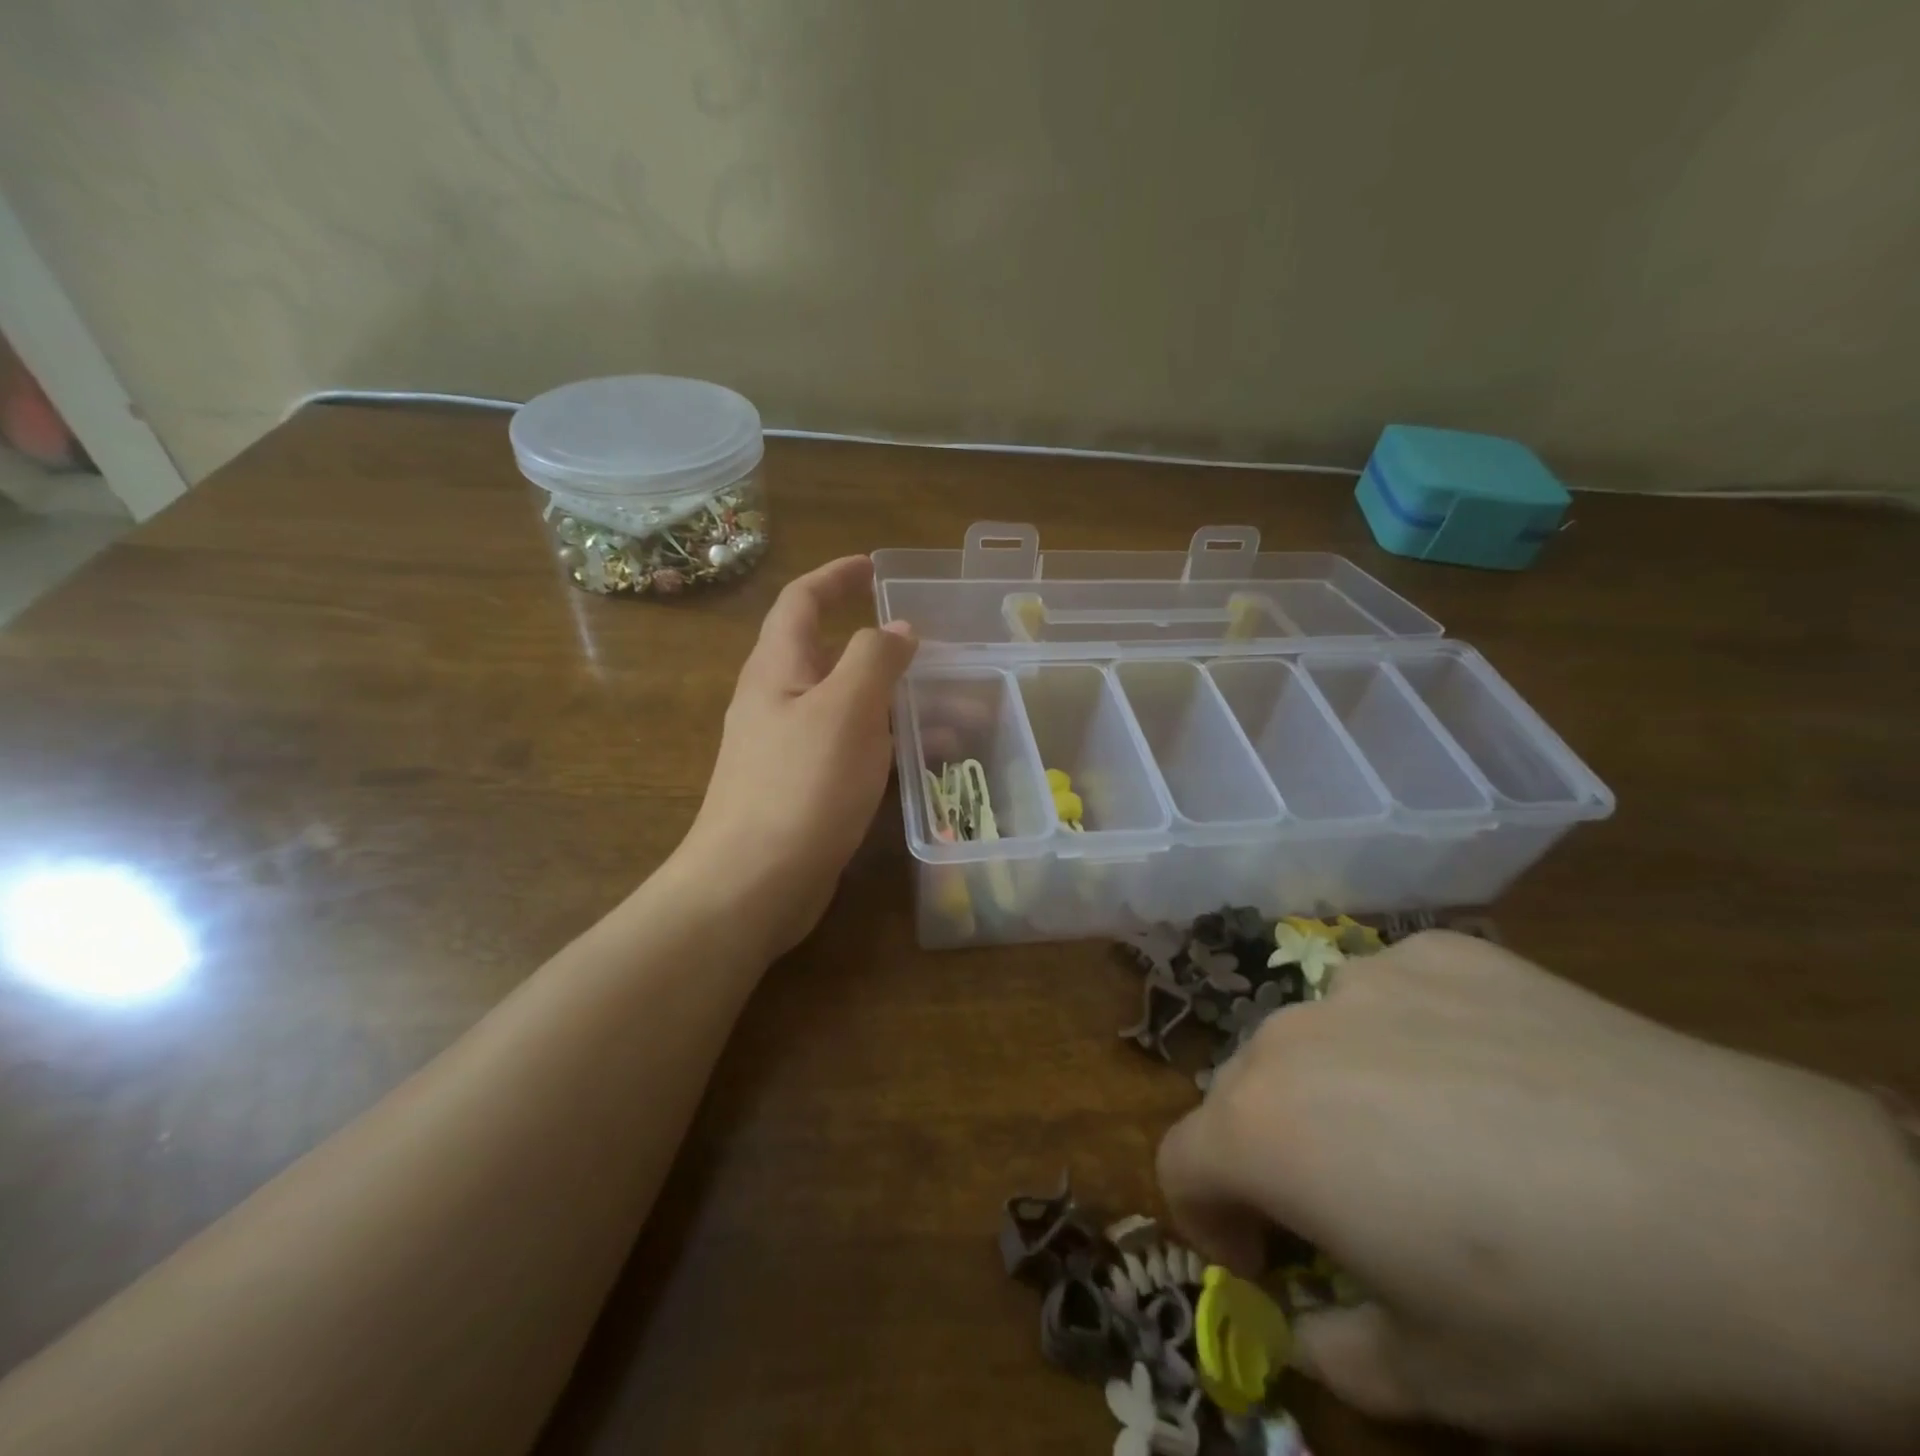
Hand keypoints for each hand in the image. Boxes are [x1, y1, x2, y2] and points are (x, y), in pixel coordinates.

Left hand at [679, 555, 915, 958]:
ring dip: (899, 704)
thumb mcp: (845, 710)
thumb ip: (873, 659)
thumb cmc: (799, 786)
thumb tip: (897, 629)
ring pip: (851, 708)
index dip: (837, 576)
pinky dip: (889, 745)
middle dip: (884, 649)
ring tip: (960, 714)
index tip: (876, 567)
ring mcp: (790, 748)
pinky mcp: (806, 789)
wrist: (752, 885)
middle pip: (832, 655)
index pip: (802, 601)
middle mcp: (779, 700)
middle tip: (936, 652)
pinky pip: (854, 750)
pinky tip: (928, 761)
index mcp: (778, 668)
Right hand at [1157, 931, 1919, 1450]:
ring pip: (1310, 1040)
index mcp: (1265, 1127)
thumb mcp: (1440, 1384)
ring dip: (1333, 1091)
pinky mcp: (1438, 951)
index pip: (1180, 1161)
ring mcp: (1365, 976)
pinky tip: (1491, 1079)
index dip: (1208, 1221)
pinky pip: (1388, 998)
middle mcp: (1290, 1033)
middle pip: (1240, 1093)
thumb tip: (1310, 1320)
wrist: (1763, 1213)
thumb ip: (1334, 1351)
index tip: (1266, 1261)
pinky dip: (1405, 1041)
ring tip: (1431, 1139)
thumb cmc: (1576, 1317)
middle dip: (1271, 1154)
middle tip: (1354, 1210)